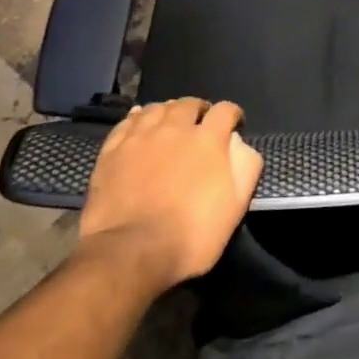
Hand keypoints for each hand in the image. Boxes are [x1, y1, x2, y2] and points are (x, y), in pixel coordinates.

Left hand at [76, 99, 263, 291]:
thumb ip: (246, 166)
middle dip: (199, 110)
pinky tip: (140, 123)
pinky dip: (137, 118)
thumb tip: (237, 141)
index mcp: (208, 139)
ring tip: (170, 124)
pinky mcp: (112, 151)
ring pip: (157, 109)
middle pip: (189, 104)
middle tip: (200, 125)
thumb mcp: (236, 206)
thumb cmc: (191, 234)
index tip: (234, 125)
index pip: (225, 110)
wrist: (131, 254)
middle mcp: (175, 128)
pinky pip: (127, 122)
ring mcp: (140, 137)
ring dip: (168, 112)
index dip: (232, 114)